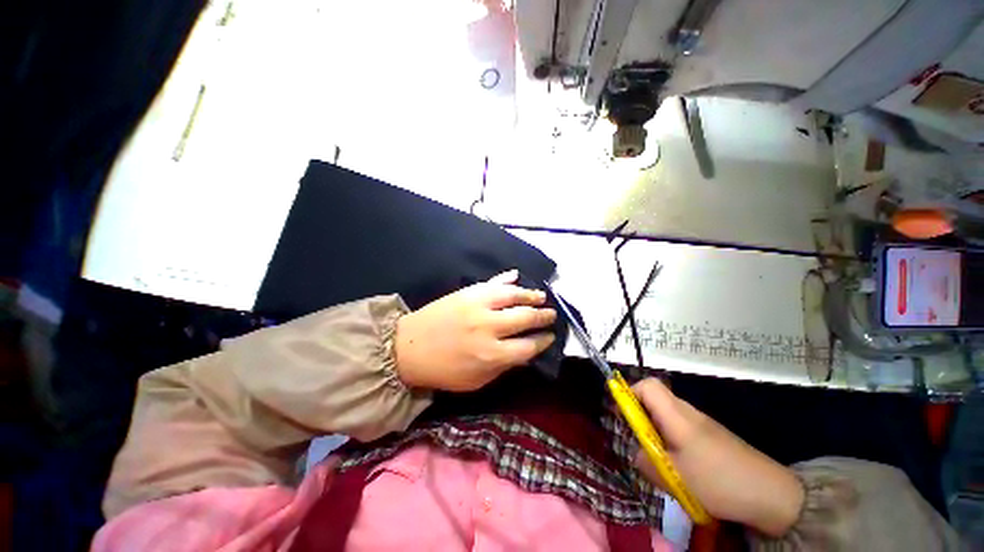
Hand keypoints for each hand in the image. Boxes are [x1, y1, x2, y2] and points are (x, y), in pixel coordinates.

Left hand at [394, 270, 556, 391]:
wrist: (407, 348)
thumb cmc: (443, 370)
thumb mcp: (476, 381)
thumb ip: (503, 366)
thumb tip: (524, 352)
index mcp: (492, 355)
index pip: (529, 346)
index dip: (544, 341)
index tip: (550, 337)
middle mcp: (489, 327)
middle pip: (526, 318)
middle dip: (543, 316)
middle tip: (552, 314)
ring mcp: (478, 305)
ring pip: (513, 295)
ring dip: (531, 294)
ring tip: (541, 296)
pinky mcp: (467, 292)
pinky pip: (492, 282)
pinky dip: (507, 279)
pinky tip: (517, 276)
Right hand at [631, 378, 803, 536]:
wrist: (772, 495)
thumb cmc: (718, 481)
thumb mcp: (674, 477)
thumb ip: (645, 461)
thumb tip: (635, 453)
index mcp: (677, 415)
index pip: (648, 385)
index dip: (629, 393)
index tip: (620, 414)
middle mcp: (688, 412)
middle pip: (655, 398)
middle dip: (640, 415)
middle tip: (637, 441)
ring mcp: (702, 424)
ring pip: (667, 415)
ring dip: (655, 430)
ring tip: (658, 458)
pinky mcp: (712, 436)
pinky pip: (681, 429)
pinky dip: (671, 440)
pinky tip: (680, 467)